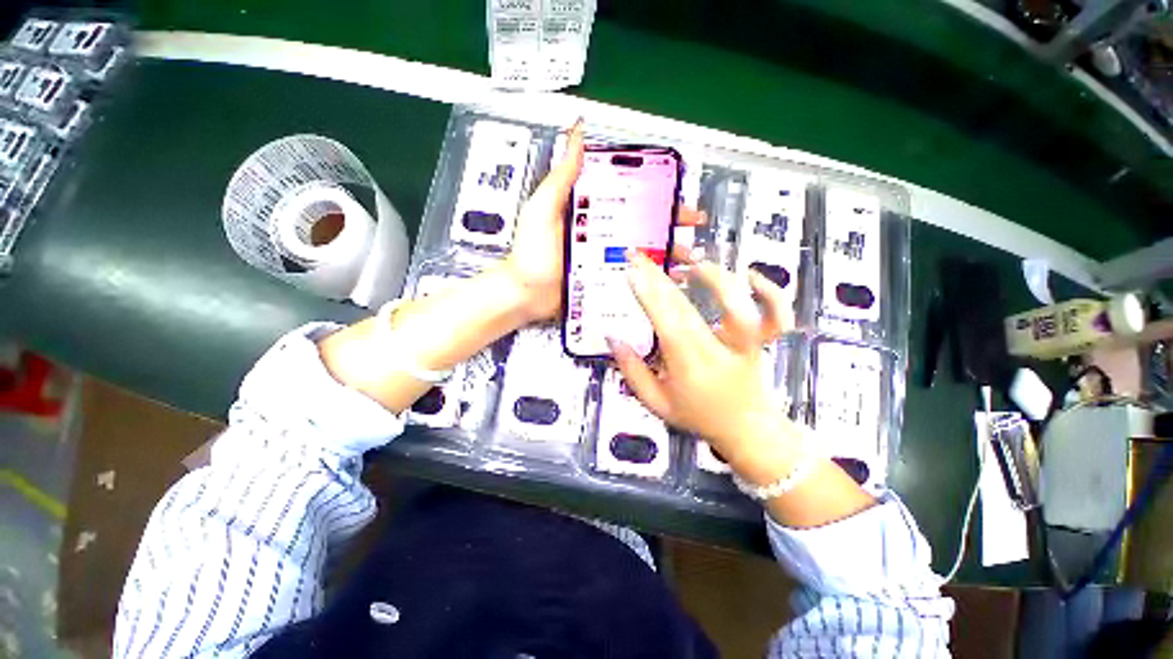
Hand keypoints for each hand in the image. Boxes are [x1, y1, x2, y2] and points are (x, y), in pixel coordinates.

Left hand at [501, 121, 706, 322]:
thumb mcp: (543, 209)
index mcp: (590, 212)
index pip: (629, 198)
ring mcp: (605, 260)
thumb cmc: (531, 253)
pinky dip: (652, 278)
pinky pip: (633, 278)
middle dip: (670, 224)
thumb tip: (576, 132)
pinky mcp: (605, 281)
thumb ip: (561, 176)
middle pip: (642, 225)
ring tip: (689, 258)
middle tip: (693, 226)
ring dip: (668, 253)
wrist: (525, 294)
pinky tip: (670, 281)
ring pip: (643, 252)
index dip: (656, 196)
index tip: (678, 196)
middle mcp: (601, 234)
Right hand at [609, 252, 798, 479]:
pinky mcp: (762, 341)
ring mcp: (744, 345)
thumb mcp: (656, 403)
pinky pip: (776, 314)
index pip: (666, 326)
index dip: (649, 298)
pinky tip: (750, 276)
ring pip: (736, 307)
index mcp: (689, 368)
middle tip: (640, 258)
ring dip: (713, 278)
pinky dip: (769, 292)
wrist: (747, 430)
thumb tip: (612, 338)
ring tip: (690, 261)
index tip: (632, 274)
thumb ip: (632, 372)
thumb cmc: (698, 416)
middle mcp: (717, 352)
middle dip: (659, 279)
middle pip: (687, 309)